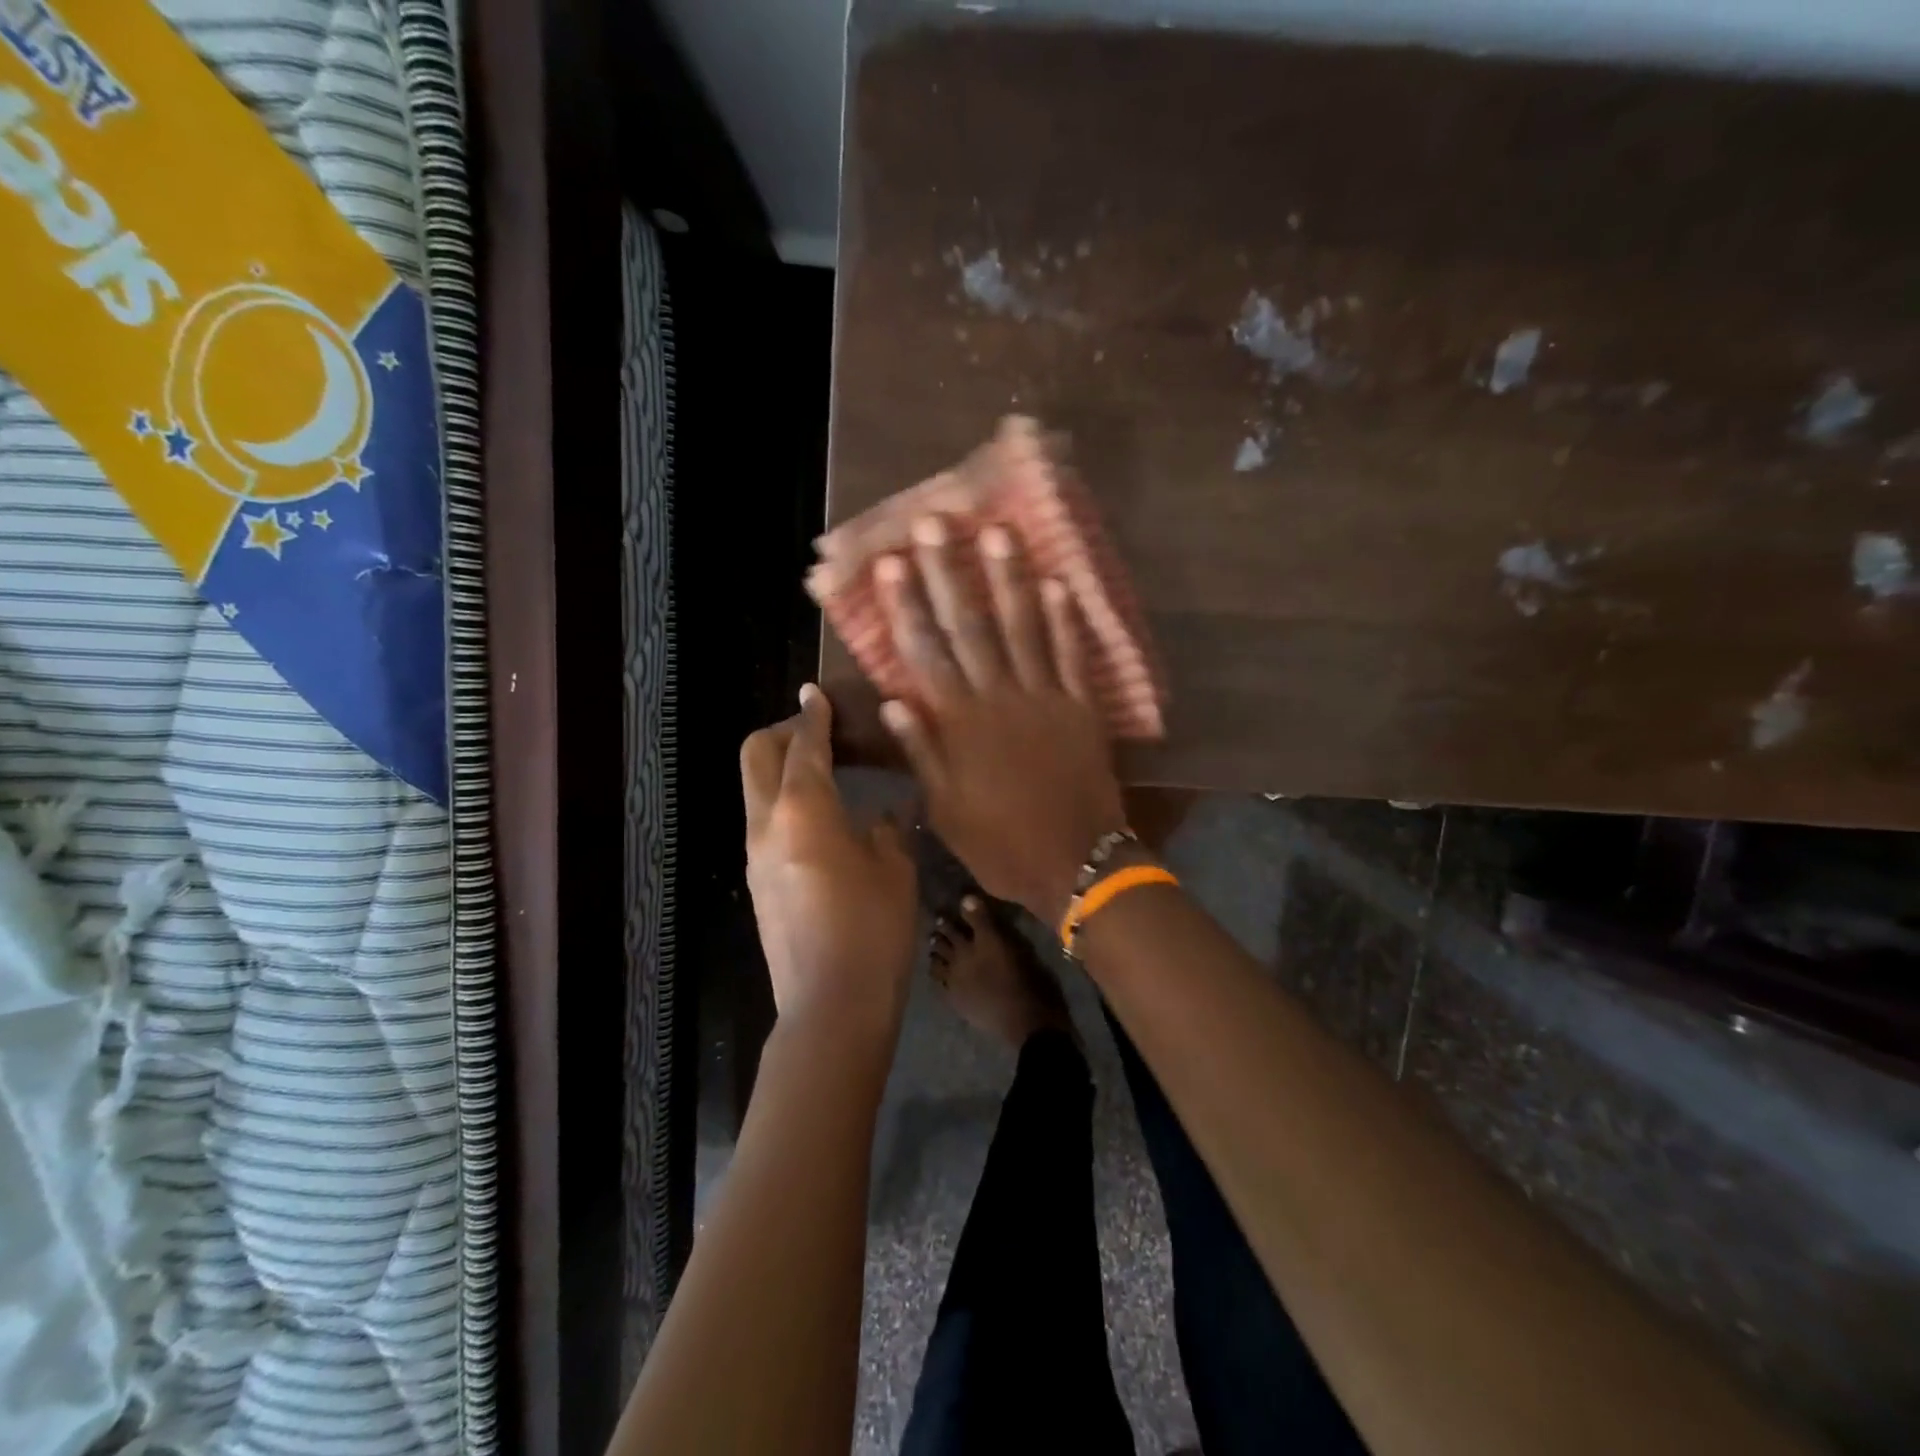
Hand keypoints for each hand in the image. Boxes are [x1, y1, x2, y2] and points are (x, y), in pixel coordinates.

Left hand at [742, 685, 917, 1031]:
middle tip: (819, 732)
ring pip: (754, 789)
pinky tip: (822, 819)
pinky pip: (763, 821)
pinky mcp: (757, 881)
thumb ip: (886, 830)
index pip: (803, 745)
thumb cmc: (873, 930)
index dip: (812, 715)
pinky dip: (783, 801)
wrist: (830, 1004)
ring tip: (824, 772)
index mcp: (804, 810)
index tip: (817, 693)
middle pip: (756, 755)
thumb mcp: (894, 869)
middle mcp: (767, 824)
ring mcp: (756, 855)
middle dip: (783, 732)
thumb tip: (881, 816)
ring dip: (781, 768)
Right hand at [873, 516, 1125, 926]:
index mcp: (961, 724)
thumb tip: (893, 700)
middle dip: (949, 573)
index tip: (892, 563)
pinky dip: (1067, 620)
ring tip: (998, 533)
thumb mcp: (946, 810)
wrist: (1077, 863)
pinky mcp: (1082, 707)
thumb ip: (923, 752)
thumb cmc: (1001, 843)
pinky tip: (1060, 584)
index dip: (907, 606)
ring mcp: (1046, 697)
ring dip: (1009, 579)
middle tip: (935, 523)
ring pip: (1023, 628)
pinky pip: (1074, 656)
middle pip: (970, 626)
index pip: (926, 653)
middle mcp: (999, 697)